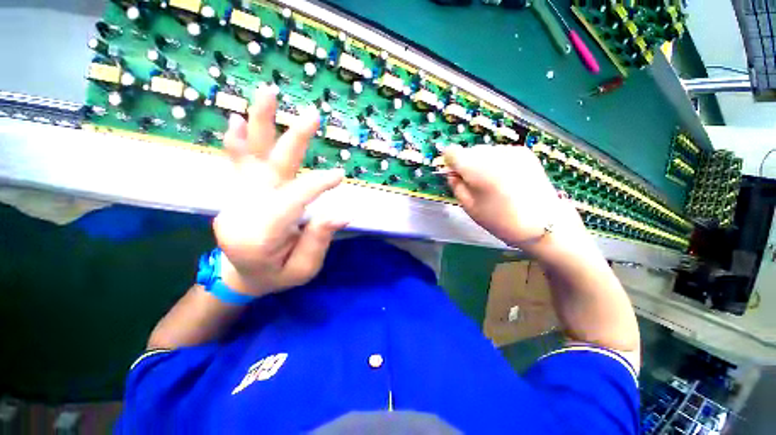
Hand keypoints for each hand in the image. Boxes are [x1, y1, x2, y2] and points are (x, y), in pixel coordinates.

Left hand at [213, 86, 346, 297]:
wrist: (240, 275)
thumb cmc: (275, 275)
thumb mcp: (303, 269)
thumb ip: (319, 241)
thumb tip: (342, 213)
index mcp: (260, 235)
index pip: (293, 199)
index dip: (317, 185)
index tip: (339, 176)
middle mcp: (244, 211)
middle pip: (269, 169)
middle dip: (292, 141)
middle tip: (312, 115)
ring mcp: (237, 198)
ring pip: (249, 156)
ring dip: (260, 123)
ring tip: (268, 92)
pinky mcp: (238, 191)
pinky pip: (237, 163)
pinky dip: (239, 140)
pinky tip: (238, 119)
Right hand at [443, 145, 585, 252]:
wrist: (544, 223)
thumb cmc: (501, 220)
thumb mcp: (470, 207)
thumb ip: (456, 186)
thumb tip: (450, 173)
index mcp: (477, 169)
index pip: (452, 152)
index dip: (448, 162)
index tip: (452, 174)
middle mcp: (494, 153)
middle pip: (469, 151)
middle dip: (465, 164)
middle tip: (472, 183)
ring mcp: (511, 150)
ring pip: (484, 151)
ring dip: (480, 163)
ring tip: (490, 182)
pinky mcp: (524, 152)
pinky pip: (499, 152)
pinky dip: (495, 162)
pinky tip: (503, 178)